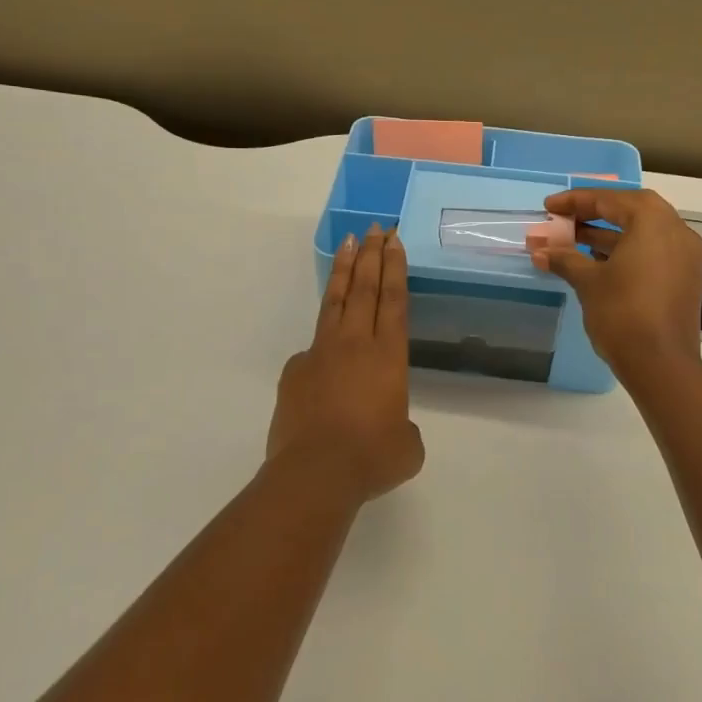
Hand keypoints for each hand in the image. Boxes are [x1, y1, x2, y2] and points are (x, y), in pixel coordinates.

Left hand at [266, 224, 423, 503]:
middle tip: (375, 228)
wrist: (316, 473)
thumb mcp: (406, 446)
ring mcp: (321, 353)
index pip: (394, 300)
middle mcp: (356, 344)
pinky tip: (324, 356)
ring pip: (335, 302)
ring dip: (344, 270)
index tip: (393, 241)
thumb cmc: (372, 457)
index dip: (394, 268)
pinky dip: (321, 341)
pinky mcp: (295, 371)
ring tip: (348, 244)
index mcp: (389, 356)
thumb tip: (386, 423)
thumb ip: (401, 425)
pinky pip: (312, 348)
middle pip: (365, 288)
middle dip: (371, 255)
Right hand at [531, 189, 701, 377]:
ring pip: (642, 232)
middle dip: (594, 213)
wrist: (661, 365)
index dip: (575, 201)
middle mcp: (675, 230)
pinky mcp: (684, 278)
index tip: (549, 207)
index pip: (609, 200)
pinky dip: (626, 250)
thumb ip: (565, 259)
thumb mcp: (588, 282)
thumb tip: (540, 251)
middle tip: (564, 220)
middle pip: (630, 210)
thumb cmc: (622, 313)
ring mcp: (684, 255)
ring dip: (608, 233)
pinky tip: (598, 263)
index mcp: (652, 221)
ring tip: (573, 241)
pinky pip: (652, 251)